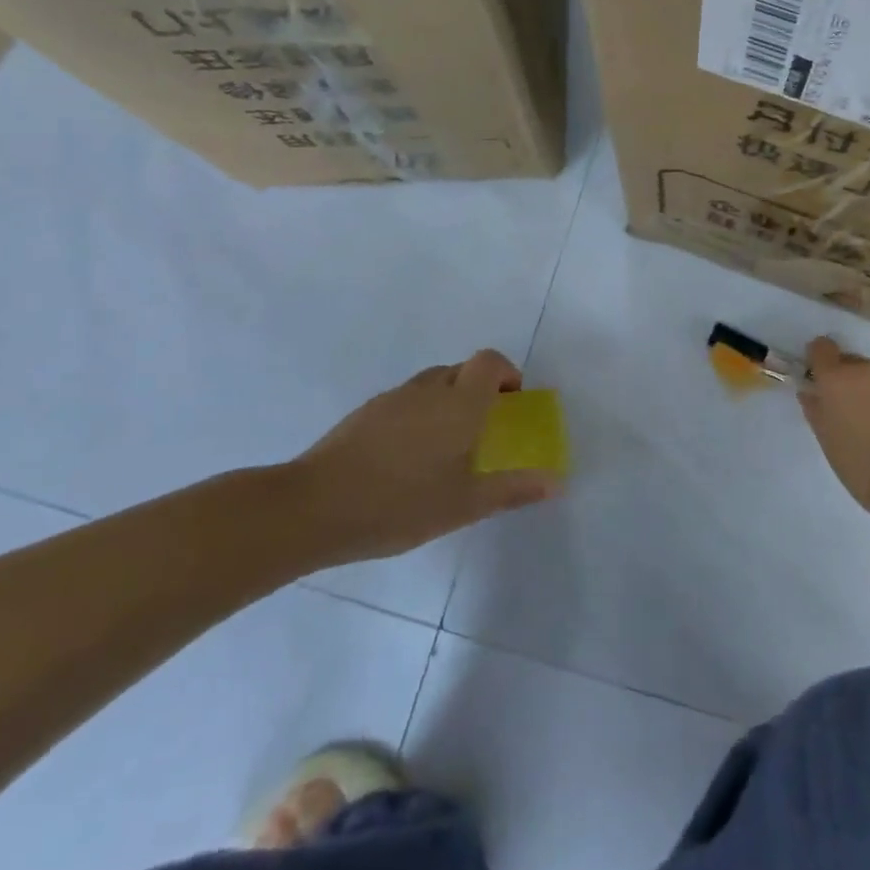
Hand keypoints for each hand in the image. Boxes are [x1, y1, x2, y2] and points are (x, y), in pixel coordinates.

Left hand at [288, 350, 561, 563]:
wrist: (312, 508)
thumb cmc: (400, 504)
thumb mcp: (464, 504)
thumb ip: (512, 489)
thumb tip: (556, 483)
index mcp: (458, 403)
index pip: (489, 362)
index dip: (507, 374)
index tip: (511, 403)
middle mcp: (427, 390)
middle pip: (461, 370)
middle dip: (480, 390)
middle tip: (484, 430)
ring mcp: (391, 399)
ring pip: (431, 385)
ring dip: (448, 402)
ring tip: (446, 448)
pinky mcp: (364, 414)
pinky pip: (405, 402)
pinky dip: (418, 415)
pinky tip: (407, 459)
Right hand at [798, 337, 869, 522]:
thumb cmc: (863, 469)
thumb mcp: (828, 442)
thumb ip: (816, 410)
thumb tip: (811, 391)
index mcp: (838, 380)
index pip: (822, 349)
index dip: (821, 361)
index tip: (824, 379)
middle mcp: (869, 369)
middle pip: (854, 364)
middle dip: (853, 382)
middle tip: (859, 414)